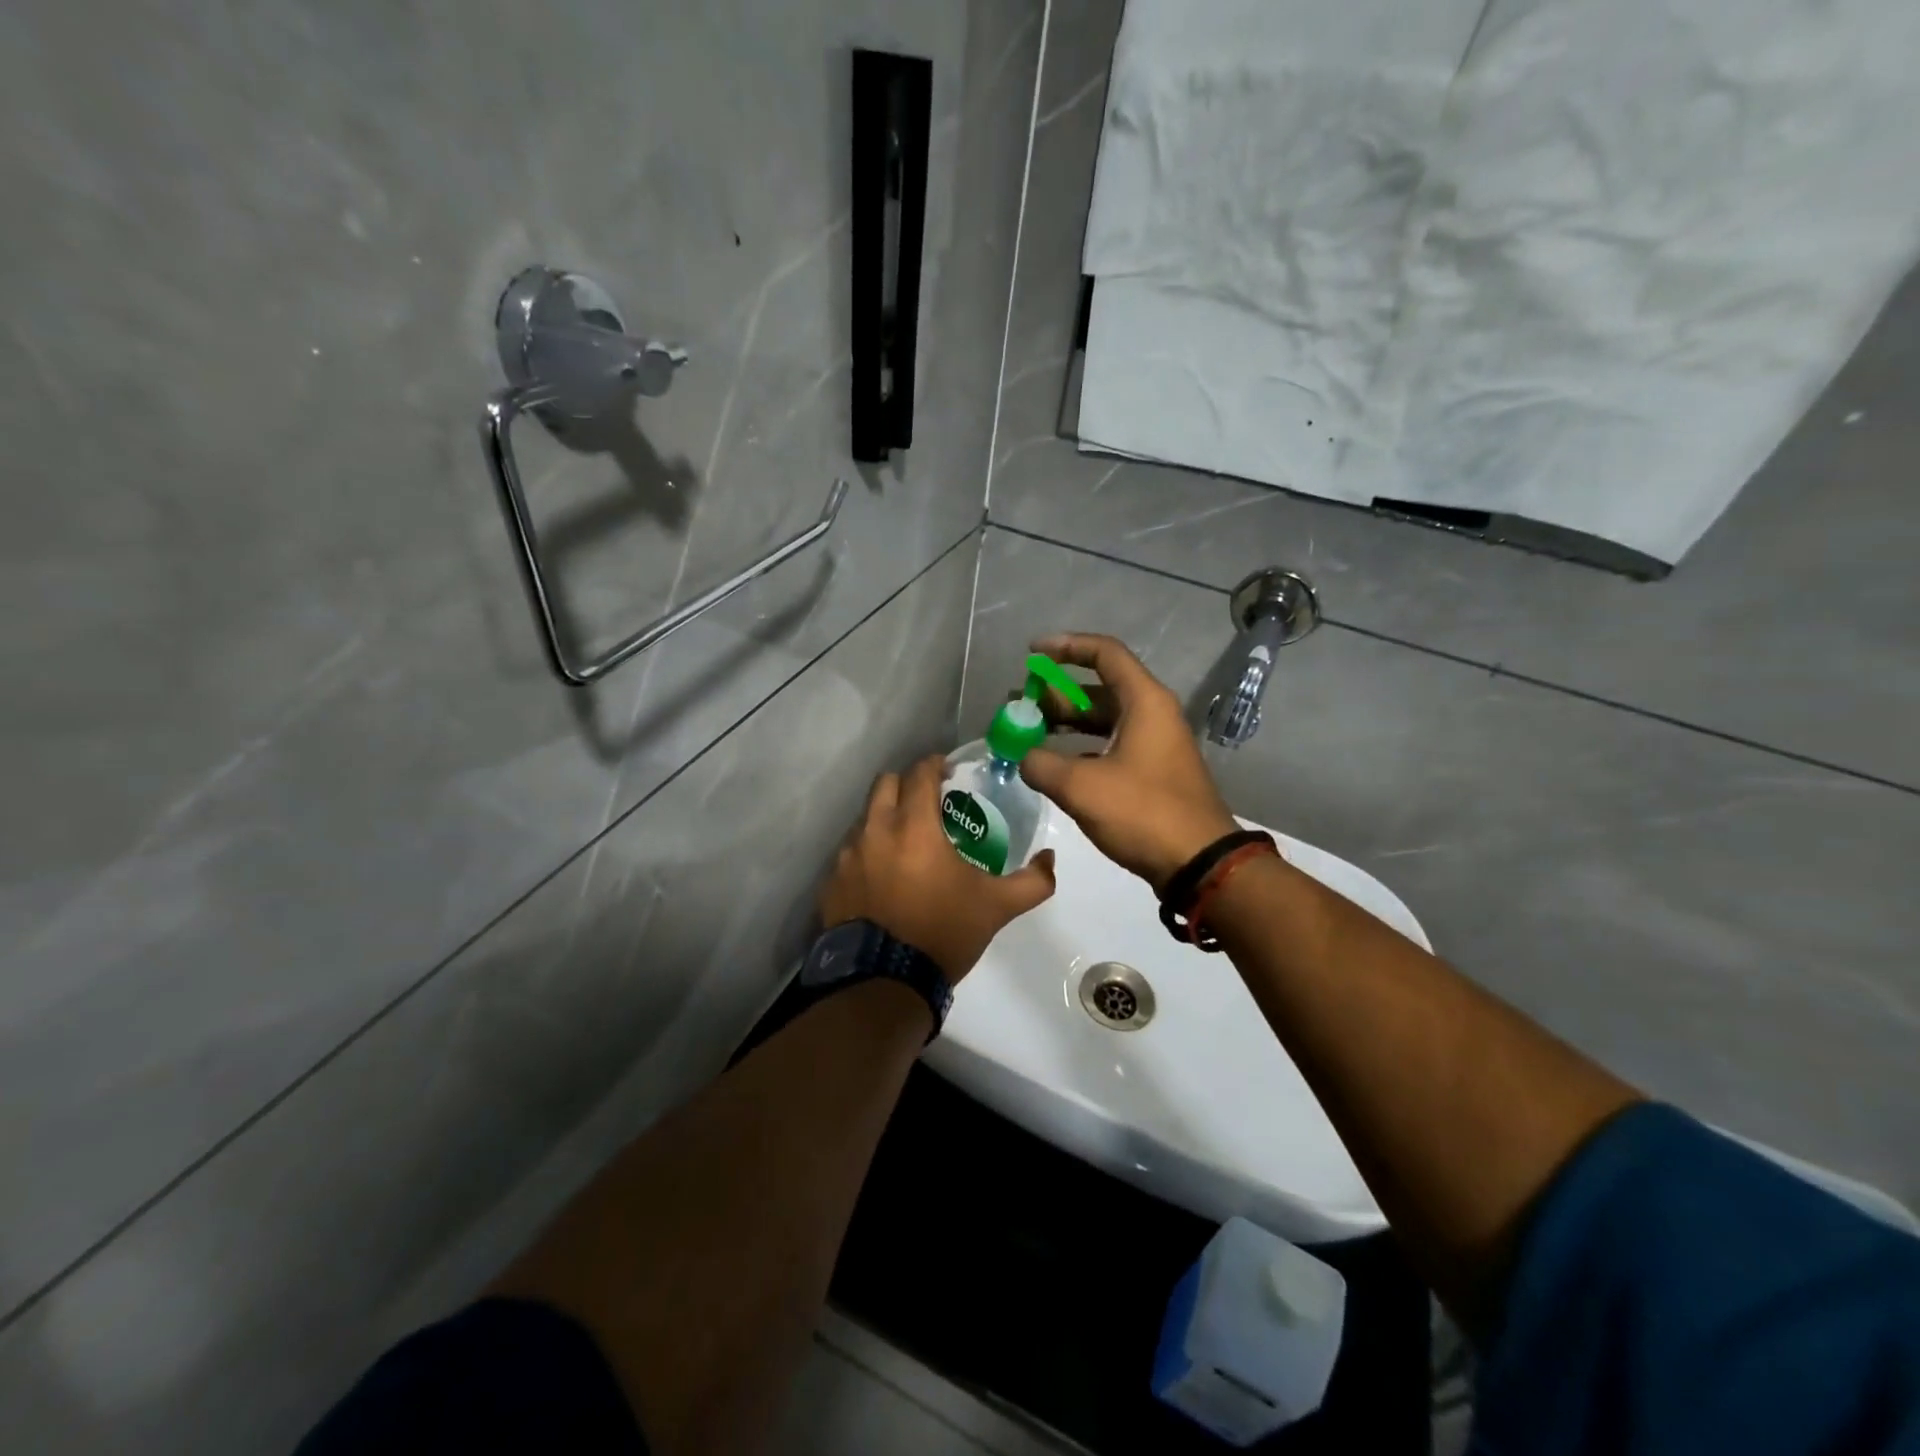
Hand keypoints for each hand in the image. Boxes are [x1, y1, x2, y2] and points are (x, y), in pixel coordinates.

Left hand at [819, 754, 1056, 982]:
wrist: (884, 983)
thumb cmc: (943, 933)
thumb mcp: (996, 907)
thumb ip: (1032, 881)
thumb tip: (1050, 859)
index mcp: (914, 827)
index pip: (919, 773)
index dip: (934, 765)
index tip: (947, 770)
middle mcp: (875, 830)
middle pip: (885, 784)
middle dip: (906, 784)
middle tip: (926, 801)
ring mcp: (847, 857)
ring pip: (864, 818)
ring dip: (884, 818)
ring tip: (904, 841)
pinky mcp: (831, 882)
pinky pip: (848, 853)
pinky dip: (866, 853)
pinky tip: (881, 877)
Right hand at [1019, 633, 1238, 891]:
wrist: (1199, 864)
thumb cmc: (1143, 813)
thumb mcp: (1082, 786)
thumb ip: (1041, 764)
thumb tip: (1024, 757)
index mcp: (1144, 701)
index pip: (1104, 653)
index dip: (1066, 647)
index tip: (1032, 654)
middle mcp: (1152, 714)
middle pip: (1099, 688)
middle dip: (1056, 693)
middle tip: (1019, 704)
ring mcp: (1154, 745)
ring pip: (1104, 720)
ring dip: (1066, 722)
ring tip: (1028, 732)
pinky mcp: (1152, 773)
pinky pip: (1110, 745)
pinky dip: (1080, 748)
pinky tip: (1053, 765)